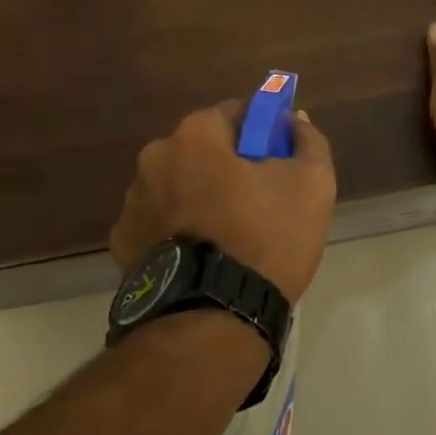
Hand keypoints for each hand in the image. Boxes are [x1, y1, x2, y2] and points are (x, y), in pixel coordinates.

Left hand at [110, 100, 336, 303]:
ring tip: (230, 237)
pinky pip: (160, 221)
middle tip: (259, 201)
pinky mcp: (122, 243)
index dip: (261, 133)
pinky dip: (178, 229)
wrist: (212, 320)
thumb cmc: (266, 239)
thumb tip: (295, 122)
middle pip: (203, 149)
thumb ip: (308, 141)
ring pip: (179, 184)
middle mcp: (155, 157)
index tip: (277, 161)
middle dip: (228, 165)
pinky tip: (202, 257)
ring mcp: (133, 201)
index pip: (235, 114)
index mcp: (196, 134)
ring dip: (200, 196)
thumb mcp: (312, 184)